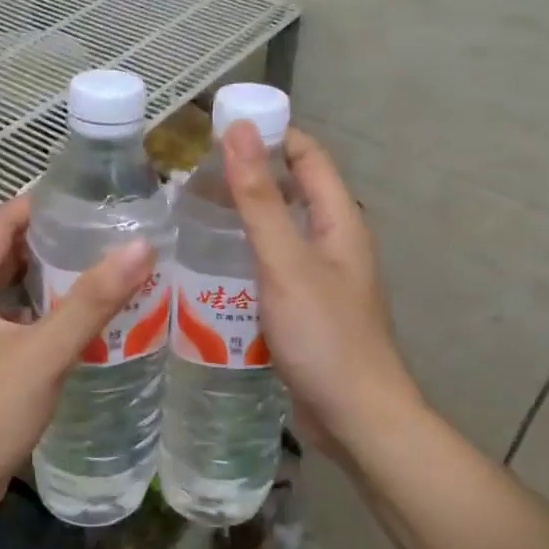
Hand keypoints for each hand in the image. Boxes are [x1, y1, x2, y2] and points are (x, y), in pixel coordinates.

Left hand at [0, 194, 154, 525]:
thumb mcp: (44, 354)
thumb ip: (93, 300)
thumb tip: (140, 246)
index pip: (1, 221)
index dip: (44, 205)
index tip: (94, 198)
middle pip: (6, 251)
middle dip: (54, 240)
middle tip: (108, 231)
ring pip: (10, 287)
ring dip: (51, 277)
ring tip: (104, 265)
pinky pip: (11, 317)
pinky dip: (42, 310)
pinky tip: (81, 316)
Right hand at [224, 123, 420, 459]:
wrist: (356, 419)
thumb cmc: (324, 336)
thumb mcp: (286, 262)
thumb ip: (260, 199)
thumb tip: (239, 131)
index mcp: (340, 220)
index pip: (307, 156)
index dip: (270, 134)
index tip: (219, 130)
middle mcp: (335, 241)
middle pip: (293, 190)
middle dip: (249, 175)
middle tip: (193, 175)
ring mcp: (321, 277)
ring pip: (281, 230)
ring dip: (245, 216)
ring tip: (192, 213)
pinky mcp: (306, 308)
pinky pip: (273, 266)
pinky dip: (246, 254)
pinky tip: (210, 265)